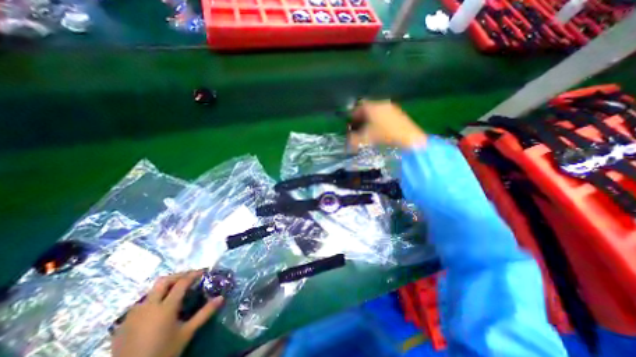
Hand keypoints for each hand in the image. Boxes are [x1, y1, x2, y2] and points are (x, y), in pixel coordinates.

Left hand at [113, 271, 223, 356]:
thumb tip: (221, 298)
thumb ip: (204, 313)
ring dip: (164, 287)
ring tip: (174, 292)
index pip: (182, 282)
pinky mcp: (123, 324)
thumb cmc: (163, 352)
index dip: (194, 274)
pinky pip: (140, 304)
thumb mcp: (187, 333)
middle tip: (189, 277)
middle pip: (163, 281)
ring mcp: (133, 315)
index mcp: (165, 307)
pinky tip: (156, 308)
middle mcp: (148, 306)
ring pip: (150, 291)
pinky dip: (152, 299)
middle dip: (178, 276)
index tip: (203, 272)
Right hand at [347, 99, 428, 148]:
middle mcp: (381, 104)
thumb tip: (348, 141)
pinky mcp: (399, 114)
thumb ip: (353, 139)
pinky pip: (385, 115)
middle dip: (361, 118)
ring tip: (368, 131)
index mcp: (371, 107)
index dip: (352, 116)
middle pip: (367, 109)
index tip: (350, 124)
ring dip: (370, 120)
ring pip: (376, 112)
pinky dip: (379, 121)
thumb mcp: (365, 139)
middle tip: (358, 128)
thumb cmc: (384, 136)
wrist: (409, 139)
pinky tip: (380, 131)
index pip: (358, 107)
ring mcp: (391, 108)